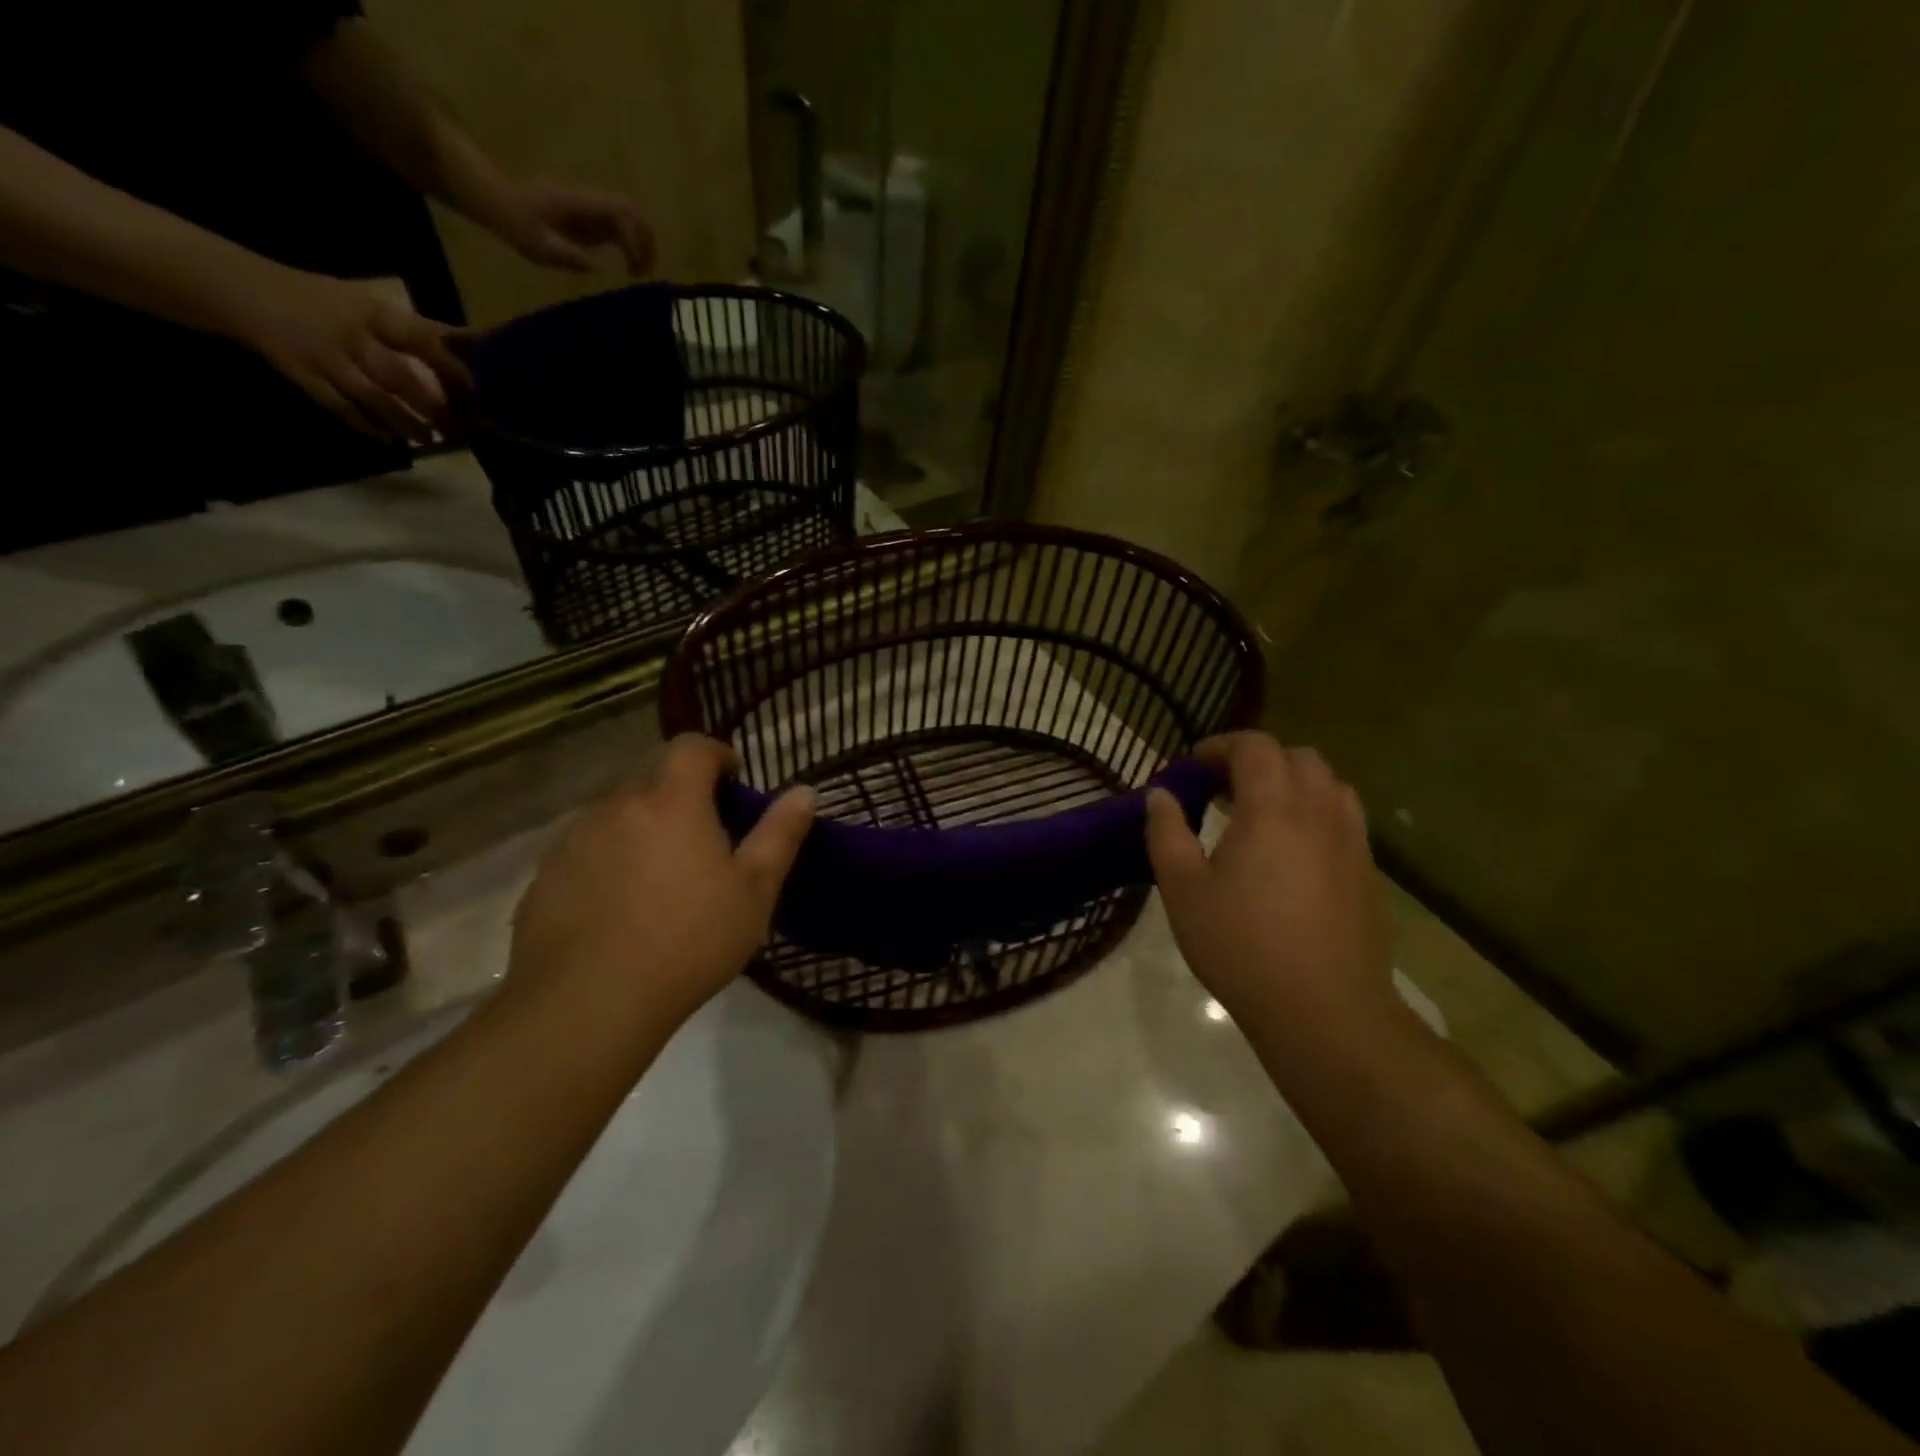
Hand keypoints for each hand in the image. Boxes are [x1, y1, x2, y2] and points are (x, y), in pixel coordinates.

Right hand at [230, 266, 471, 442]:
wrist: (238, 287)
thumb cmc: (324, 301)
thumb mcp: (370, 304)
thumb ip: (419, 330)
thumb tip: (476, 350)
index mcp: (372, 312)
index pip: (421, 338)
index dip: (452, 367)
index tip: (480, 392)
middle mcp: (350, 334)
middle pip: (398, 374)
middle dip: (431, 404)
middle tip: (459, 427)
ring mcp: (324, 356)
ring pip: (372, 396)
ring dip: (405, 422)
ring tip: (430, 439)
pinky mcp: (301, 374)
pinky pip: (338, 406)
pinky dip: (366, 426)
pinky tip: (390, 441)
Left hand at [491, 178, 654, 276]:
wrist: (498, 202)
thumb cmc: (516, 224)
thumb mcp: (541, 246)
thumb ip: (572, 256)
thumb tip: (603, 267)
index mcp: (579, 203)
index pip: (619, 211)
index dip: (634, 238)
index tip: (633, 268)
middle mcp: (588, 201)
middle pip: (630, 211)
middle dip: (646, 240)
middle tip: (648, 272)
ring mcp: (588, 207)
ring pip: (627, 220)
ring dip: (639, 245)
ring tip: (638, 274)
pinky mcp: (586, 217)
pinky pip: (616, 228)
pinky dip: (627, 247)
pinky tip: (625, 268)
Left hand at [509, 735, 815, 1024]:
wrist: (587, 1004)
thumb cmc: (688, 940)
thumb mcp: (754, 890)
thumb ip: (780, 834)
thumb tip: (803, 792)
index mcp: (671, 801)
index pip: (691, 747)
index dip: (717, 755)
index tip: (734, 782)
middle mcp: (616, 806)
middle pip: (653, 783)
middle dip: (682, 801)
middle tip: (704, 847)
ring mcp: (572, 840)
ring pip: (617, 818)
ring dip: (643, 832)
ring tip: (660, 884)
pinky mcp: (544, 877)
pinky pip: (586, 853)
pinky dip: (608, 865)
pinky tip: (619, 913)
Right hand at [1145, 732, 1396, 1034]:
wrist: (1325, 1011)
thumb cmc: (1241, 946)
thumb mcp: (1184, 890)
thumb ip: (1166, 833)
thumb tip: (1159, 795)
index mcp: (1272, 808)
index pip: (1254, 746)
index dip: (1220, 746)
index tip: (1192, 767)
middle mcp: (1319, 812)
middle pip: (1297, 757)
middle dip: (1257, 760)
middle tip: (1222, 788)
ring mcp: (1352, 841)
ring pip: (1329, 785)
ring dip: (1292, 783)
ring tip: (1261, 813)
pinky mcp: (1369, 872)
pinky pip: (1345, 818)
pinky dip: (1316, 812)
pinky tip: (1293, 851)